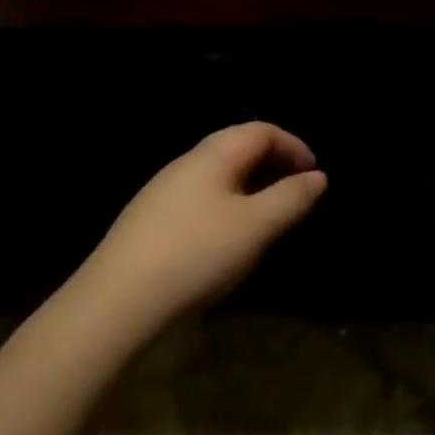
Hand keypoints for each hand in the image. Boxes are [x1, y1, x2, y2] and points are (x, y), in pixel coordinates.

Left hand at [78, 123, 326, 337]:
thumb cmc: (196, 255)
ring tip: (270, 219)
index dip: (294, 146)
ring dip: (251, 187)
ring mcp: (163, 193)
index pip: (260, 130)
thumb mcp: (255, 227)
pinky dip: (229, 206)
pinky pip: (201, 199)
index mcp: (212, 155)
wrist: (117, 304)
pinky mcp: (151, 222)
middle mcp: (185, 164)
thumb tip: (318, 177)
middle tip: (297, 194)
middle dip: (273, 164)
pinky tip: (229, 240)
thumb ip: (291, 198)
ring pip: (218, 176)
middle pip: (237, 147)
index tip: (315, 175)